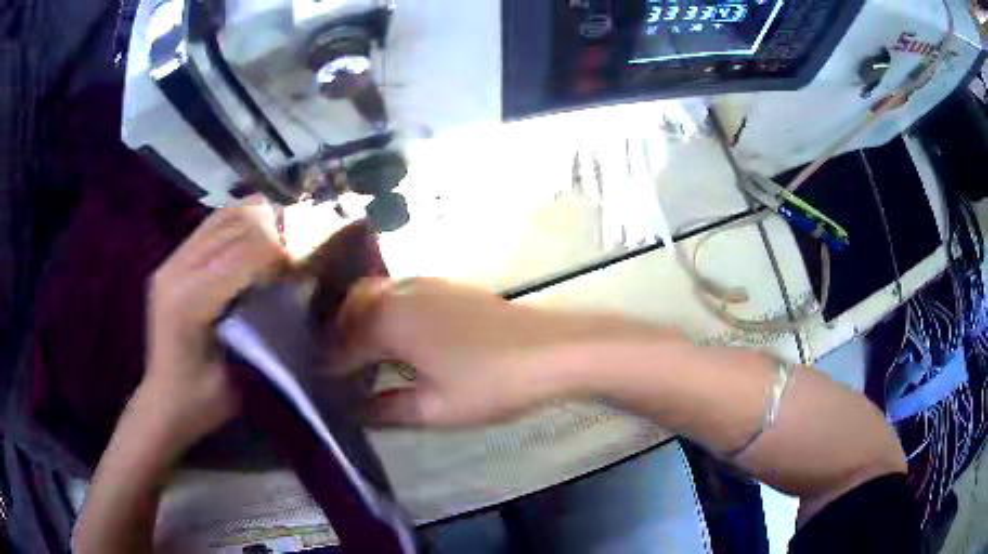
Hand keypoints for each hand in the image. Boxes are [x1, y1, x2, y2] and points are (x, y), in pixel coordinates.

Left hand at [143, 197, 287, 449]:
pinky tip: (255, 236)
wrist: (163, 403)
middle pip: (236, 225)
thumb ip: (263, 331)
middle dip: (275, 230)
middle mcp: (176, 271)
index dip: (282, 252)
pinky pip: (211, 226)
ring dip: (258, 221)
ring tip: (283, 237)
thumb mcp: (240, 378)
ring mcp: (171, 262)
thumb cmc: (203, 403)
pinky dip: (239, 223)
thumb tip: (294, 292)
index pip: (245, 253)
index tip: (308, 266)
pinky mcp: (172, 261)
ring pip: (224, 217)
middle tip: (301, 249)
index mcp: (189, 302)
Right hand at [338, 278, 644, 427]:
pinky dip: (387, 313)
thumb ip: (388, 409)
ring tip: (361, 356)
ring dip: (362, 321)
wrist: (552, 350)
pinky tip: (398, 340)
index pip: (342, 345)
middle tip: (337, 371)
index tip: (320, 388)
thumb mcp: (435, 408)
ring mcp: (428, 285)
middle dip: (338, 337)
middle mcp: (401, 293)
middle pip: (353, 308)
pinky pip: (401, 294)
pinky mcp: (449, 287)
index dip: (328, 369)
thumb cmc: (491, 382)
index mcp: (389, 320)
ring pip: (377, 296)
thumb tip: (356, 412)